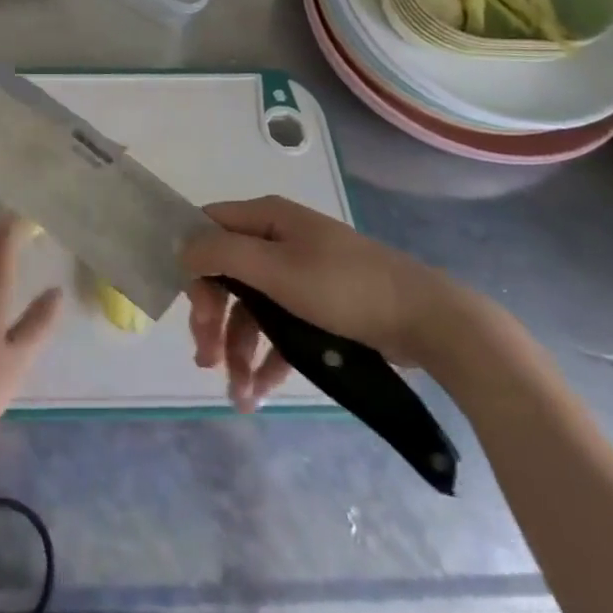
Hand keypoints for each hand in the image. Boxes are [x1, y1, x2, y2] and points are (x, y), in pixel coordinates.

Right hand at [180, 196, 472, 410]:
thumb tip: (182, 250)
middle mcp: (277, 240)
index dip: (193, 265)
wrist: (429, 322)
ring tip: (236, 393)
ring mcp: (298, 274)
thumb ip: (222, 254)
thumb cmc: (345, 287)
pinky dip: (266, 358)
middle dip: (212, 318)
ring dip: (237, 347)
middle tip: (205, 356)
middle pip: (226, 275)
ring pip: (250, 308)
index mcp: (266, 219)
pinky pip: (279, 329)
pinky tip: (260, 391)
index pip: (209, 230)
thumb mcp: (276, 268)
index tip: (190, 307)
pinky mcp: (318, 307)